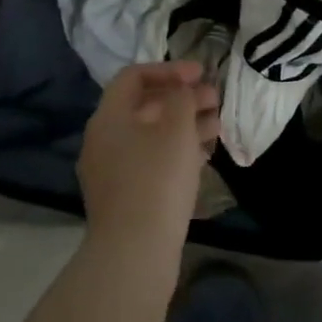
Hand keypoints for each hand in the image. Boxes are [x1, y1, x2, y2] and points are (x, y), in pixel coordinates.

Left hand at [79, 62, 220, 260]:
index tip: (200, 74)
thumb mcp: (176, 128)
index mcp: (109, 118)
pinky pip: (151, 160)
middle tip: (216, 99)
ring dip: (184, 124)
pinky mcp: (125, 197)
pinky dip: (177, 151)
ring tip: (218, 125)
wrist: (134, 252)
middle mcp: (104, 140)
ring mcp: (112, 171)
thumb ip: (181, 98)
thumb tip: (181, 90)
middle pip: (144, 106)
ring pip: (151, 135)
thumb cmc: (157, 179)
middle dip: (182, 98)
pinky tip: (204, 155)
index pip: (134, 76)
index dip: (169, 69)